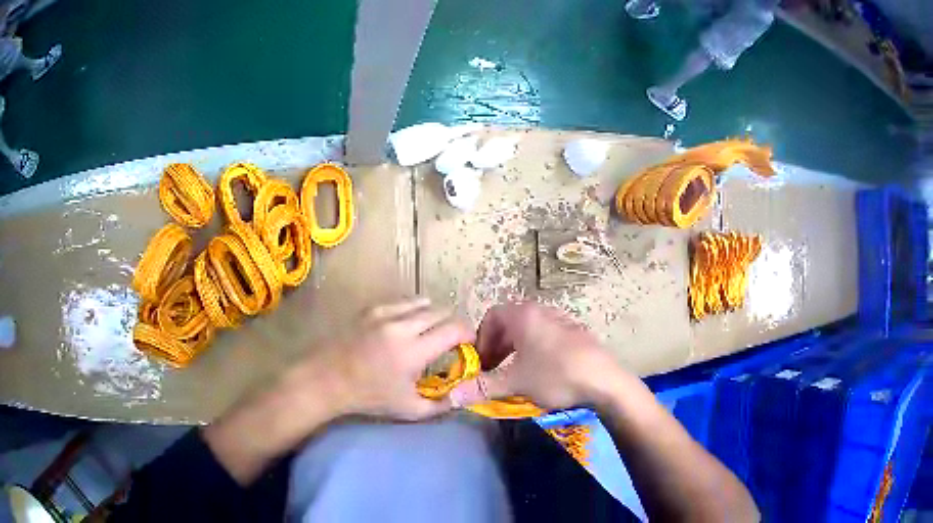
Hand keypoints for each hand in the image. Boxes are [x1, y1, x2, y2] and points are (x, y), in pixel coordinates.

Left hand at [295, 297, 474, 420]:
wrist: (327, 380)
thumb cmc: (369, 398)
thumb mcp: (409, 410)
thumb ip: (442, 405)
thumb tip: (463, 396)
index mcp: (413, 351)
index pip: (455, 329)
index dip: (469, 334)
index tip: (469, 345)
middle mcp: (401, 326)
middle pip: (442, 312)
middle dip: (453, 324)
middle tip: (452, 341)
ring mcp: (384, 313)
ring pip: (423, 302)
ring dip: (434, 315)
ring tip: (431, 332)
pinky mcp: (371, 309)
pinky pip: (402, 302)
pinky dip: (413, 311)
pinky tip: (408, 325)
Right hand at [449, 303, 628, 409]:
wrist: (604, 381)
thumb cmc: (555, 375)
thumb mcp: (515, 382)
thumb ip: (482, 387)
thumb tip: (452, 397)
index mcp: (524, 315)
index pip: (492, 316)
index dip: (481, 340)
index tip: (480, 362)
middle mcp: (542, 311)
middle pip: (510, 323)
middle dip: (497, 346)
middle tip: (493, 370)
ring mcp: (563, 320)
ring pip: (530, 331)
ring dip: (516, 350)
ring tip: (515, 372)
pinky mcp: (577, 334)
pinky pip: (547, 337)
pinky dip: (535, 351)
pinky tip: (542, 372)